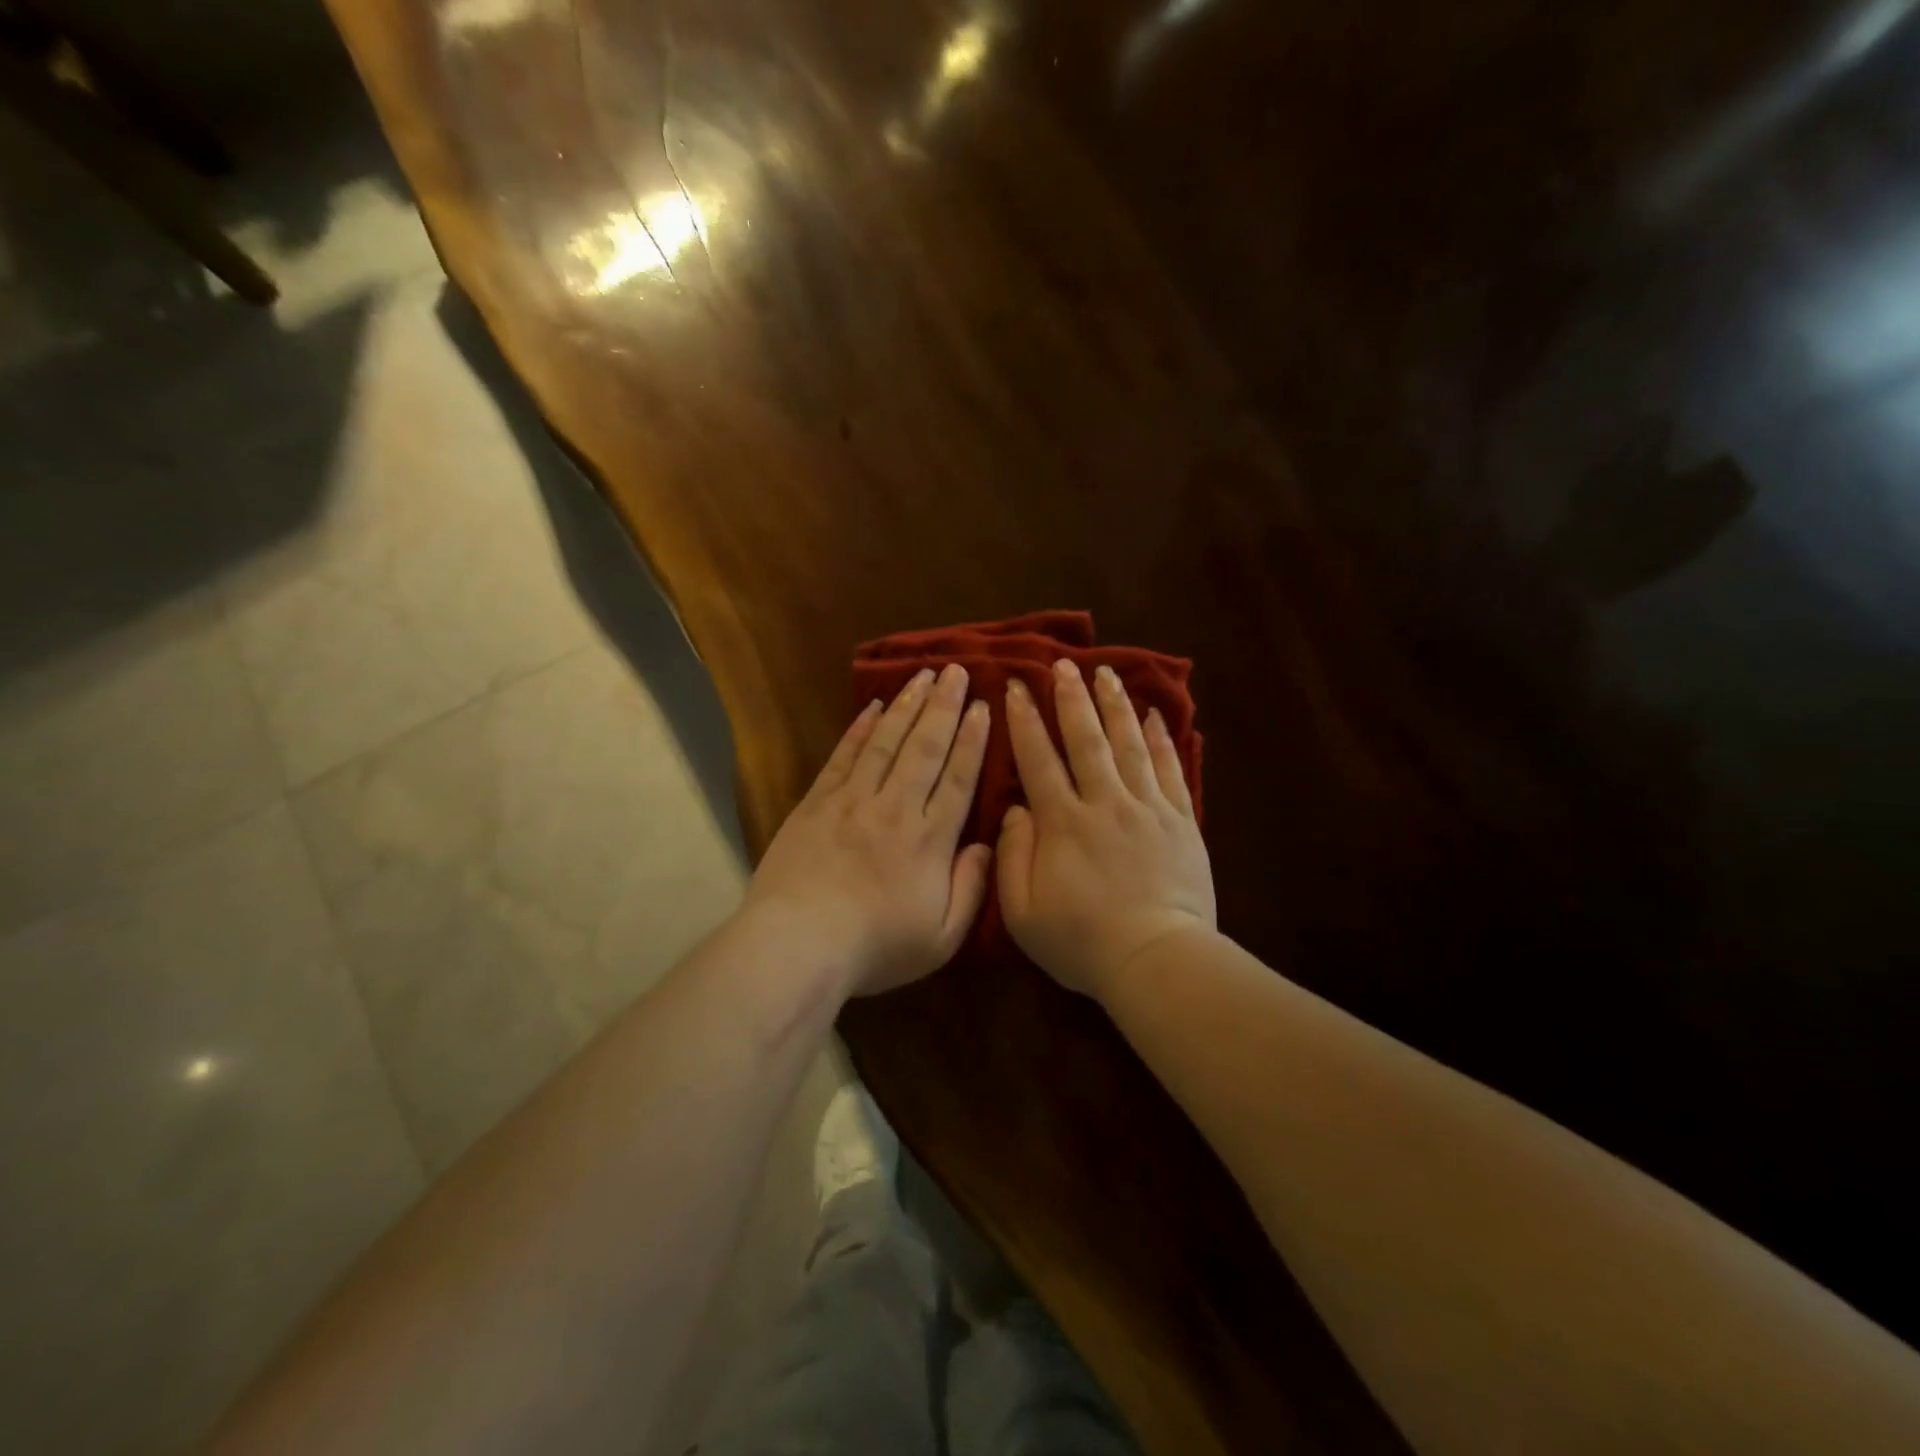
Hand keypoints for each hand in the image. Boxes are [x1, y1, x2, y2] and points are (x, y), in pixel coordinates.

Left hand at [744, 665, 993, 996]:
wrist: (798, 944)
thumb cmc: (875, 947)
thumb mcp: (941, 938)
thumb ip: (971, 890)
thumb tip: (986, 845)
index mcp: (930, 840)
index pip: (958, 779)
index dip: (972, 740)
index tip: (982, 706)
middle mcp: (896, 808)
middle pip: (925, 748)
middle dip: (944, 707)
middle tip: (956, 671)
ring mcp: (853, 800)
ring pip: (887, 742)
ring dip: (907, 706)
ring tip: (924, 675)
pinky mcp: (817, 803)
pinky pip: (844, 756)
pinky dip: (860, 728)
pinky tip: (873, 706)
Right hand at [998, 660, 1216, 1000]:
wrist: (1157, 960)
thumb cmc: (1082, 942)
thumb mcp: (1023, 912)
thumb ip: (1012, 856)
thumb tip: (1015, 808)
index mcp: (1062, 822)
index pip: (1038, 759)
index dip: (1026, 720)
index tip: (1018, 686)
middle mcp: (1104, 802)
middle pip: (1086, 739)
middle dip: (1071, 698)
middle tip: (1063, 665)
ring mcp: (1146, 807)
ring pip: (1128, 743)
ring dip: (1115, 705)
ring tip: (1106, 672)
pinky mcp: (1180, 820)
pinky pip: (1169, 768)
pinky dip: (1161, 738)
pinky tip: (1156, 714)